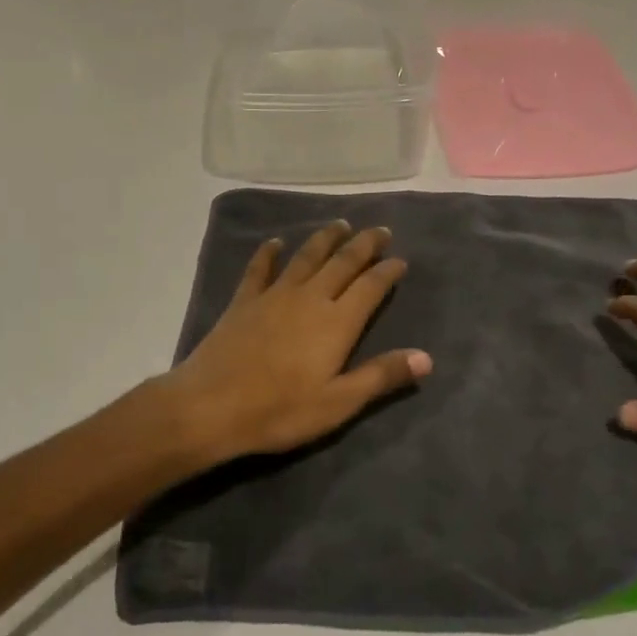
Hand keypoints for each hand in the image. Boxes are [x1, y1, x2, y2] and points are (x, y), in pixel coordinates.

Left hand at [158, 222, 431, 466]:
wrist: (210, 406)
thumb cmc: (280, 410)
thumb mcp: (338, 403)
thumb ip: (381, 376)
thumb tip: (426, 358)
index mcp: (337, 322)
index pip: (370, 286)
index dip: (387, 270)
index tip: (400, 259)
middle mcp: (310, 298)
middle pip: (342, 262)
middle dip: (363, 244)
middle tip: (379, 230)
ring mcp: (274, 295)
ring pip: (306, 257)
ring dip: (325, 239)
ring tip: (340, 225)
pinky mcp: (244, 301)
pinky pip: (260, 268)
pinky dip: (269, 253)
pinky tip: (276, 242)